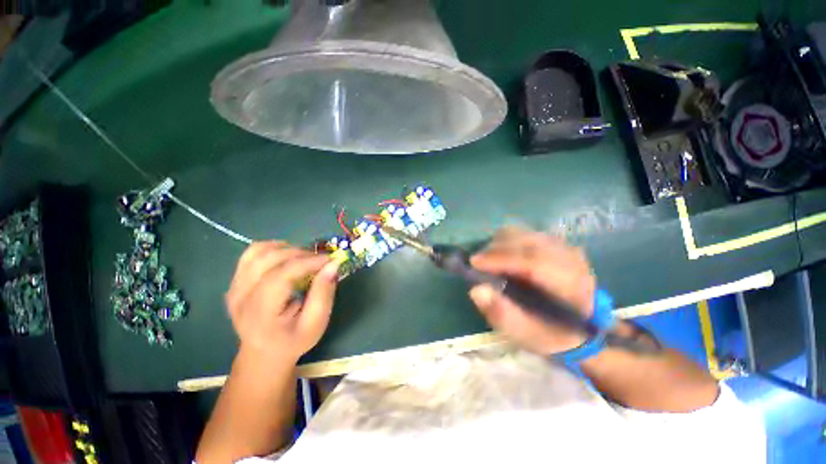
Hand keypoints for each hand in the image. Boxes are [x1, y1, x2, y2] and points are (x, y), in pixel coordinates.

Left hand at [226, 241, 338, 362]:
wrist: (264, 352)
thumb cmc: (294, 340)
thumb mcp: (316, 324)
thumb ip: (324, 294)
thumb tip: (333, 265)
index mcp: (259, 313)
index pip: (280, 276)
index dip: (307, 262)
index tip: (330, 260)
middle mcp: (240, 297)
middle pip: (269, 259)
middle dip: (301, 254)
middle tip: (321, 261)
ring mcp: (234, 286)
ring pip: (259, 251)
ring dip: (287, 249)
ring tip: (305, 258)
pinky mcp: (236, 281)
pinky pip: (252, 254)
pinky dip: (273, 248)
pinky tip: (287, 256)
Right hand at [469, 227, 595, 355]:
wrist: (578, 326)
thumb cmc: (551, 333)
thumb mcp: (526, 334)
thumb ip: (502, 314)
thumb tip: (476, 290)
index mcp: (571, 286)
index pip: (533, 262)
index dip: (500, 259)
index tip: (474, 262)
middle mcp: (571, 260)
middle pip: (526, 241)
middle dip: (495, 249)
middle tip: (478, 262)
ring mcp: (563, 247)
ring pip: (523, 233)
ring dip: (500, 244)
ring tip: (489, 260)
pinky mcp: (555, 242)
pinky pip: (524, 233)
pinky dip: (507, 241)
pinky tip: (502, 255)